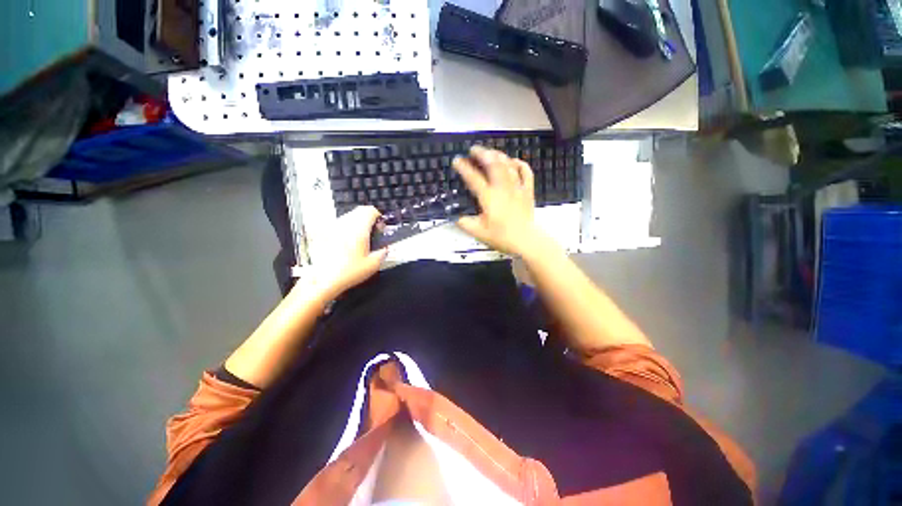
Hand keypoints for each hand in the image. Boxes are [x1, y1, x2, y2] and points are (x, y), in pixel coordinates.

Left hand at [304, 206, 387, 299]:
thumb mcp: (373, 265)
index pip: (370, 211)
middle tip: (372, 232)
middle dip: (368, 218)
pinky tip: (347, 244)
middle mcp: (345, 225)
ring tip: (360, 239)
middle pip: (359, 211)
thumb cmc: (347, 272)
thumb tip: (385, 248)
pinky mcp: (324, 234)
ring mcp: (333, 228)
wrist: (323, 280)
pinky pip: (338, 225)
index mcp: (359, 229)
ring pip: (348, 217)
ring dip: (357, 223)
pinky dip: (345, 230)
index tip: (380, 227)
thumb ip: (382, 252)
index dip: (378, 217)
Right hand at [452, 146, 544, 255]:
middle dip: (482, 154)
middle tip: (474, 149)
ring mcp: (517, 188)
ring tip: (490, 152)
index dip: (464, 168)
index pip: (474, 178)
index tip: (457, 161)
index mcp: (489, 198)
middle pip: (493, 165)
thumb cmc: (502, 237)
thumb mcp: (479, 233)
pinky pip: (526, 172)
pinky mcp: (527, 191)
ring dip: (498, 155)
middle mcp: (502, 189)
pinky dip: (520, 164)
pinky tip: (514, 161)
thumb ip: (465, 224)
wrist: (526, 241)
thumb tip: (457, 218)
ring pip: (508, 165)